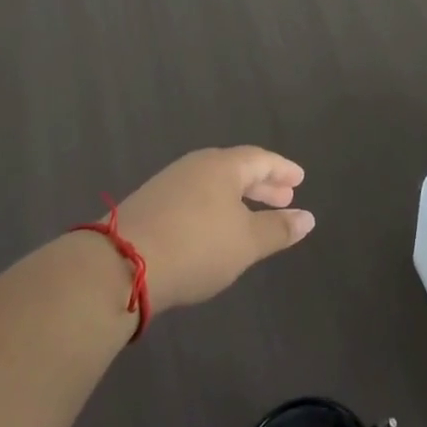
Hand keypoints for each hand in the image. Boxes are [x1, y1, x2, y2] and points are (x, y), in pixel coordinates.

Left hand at [114, 146, 314, 314]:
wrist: (119, 266)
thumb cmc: (195, 247)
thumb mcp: (245, 243)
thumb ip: (278, 229)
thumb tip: (308, 218)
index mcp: (223, 165)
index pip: (261, 160)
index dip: (282, 170)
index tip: (299, 179)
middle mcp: (196, 165)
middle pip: (236, 168)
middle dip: (262, 184)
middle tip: (283, 198)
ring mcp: (169, 183)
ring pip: (213, 183)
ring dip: (237, 197)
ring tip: (251, 215)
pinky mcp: (149, 204)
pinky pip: (194, 196)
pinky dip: (213, 206)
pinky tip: (214, 227)